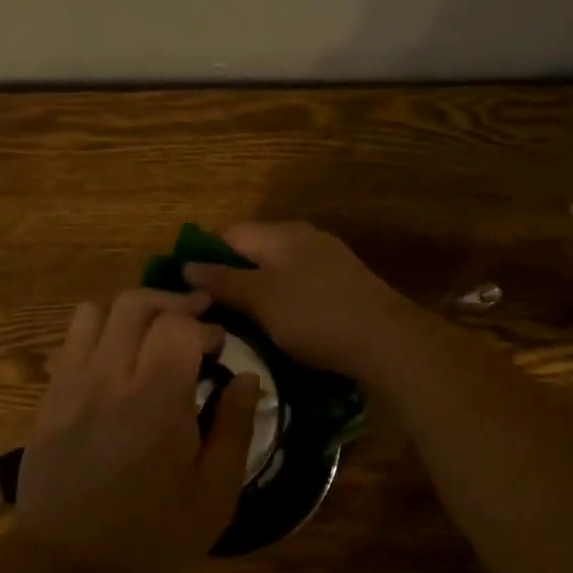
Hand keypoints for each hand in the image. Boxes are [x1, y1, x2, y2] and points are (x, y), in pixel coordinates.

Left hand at [14, 288, 259, 572]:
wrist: (67, 561)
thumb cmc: (151, 532)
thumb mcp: (215, 493)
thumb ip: (235, 427)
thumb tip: (246, 377)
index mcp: (156, 400)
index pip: (178, 326)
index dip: (204, 326)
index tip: (219, 346)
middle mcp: (110, 378)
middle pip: (136, 304)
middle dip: (172, 304)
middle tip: (195, 318)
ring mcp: (72, 382)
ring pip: (97, 311)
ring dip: (131, 312)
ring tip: (153, 331)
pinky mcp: (50, 394)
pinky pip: (72, 338)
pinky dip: (100, 331)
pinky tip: (117, 356)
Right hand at [183, 222, 413, 374]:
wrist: (386, 338)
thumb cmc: (314, 315)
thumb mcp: (261, 299)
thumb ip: (223, 281)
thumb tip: (186, 265)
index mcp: (281, 233)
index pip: (229, 234)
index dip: (205, 258)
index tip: (191, 292)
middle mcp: (304, 236)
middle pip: (255, 249)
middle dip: (232, 277)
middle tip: (215, 313)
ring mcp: (328, 258)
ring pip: (278, 268)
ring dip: (258, 291)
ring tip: (244, 324)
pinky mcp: (344, 283)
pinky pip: (301, 284)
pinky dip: (284, 300)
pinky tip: (283, 325)